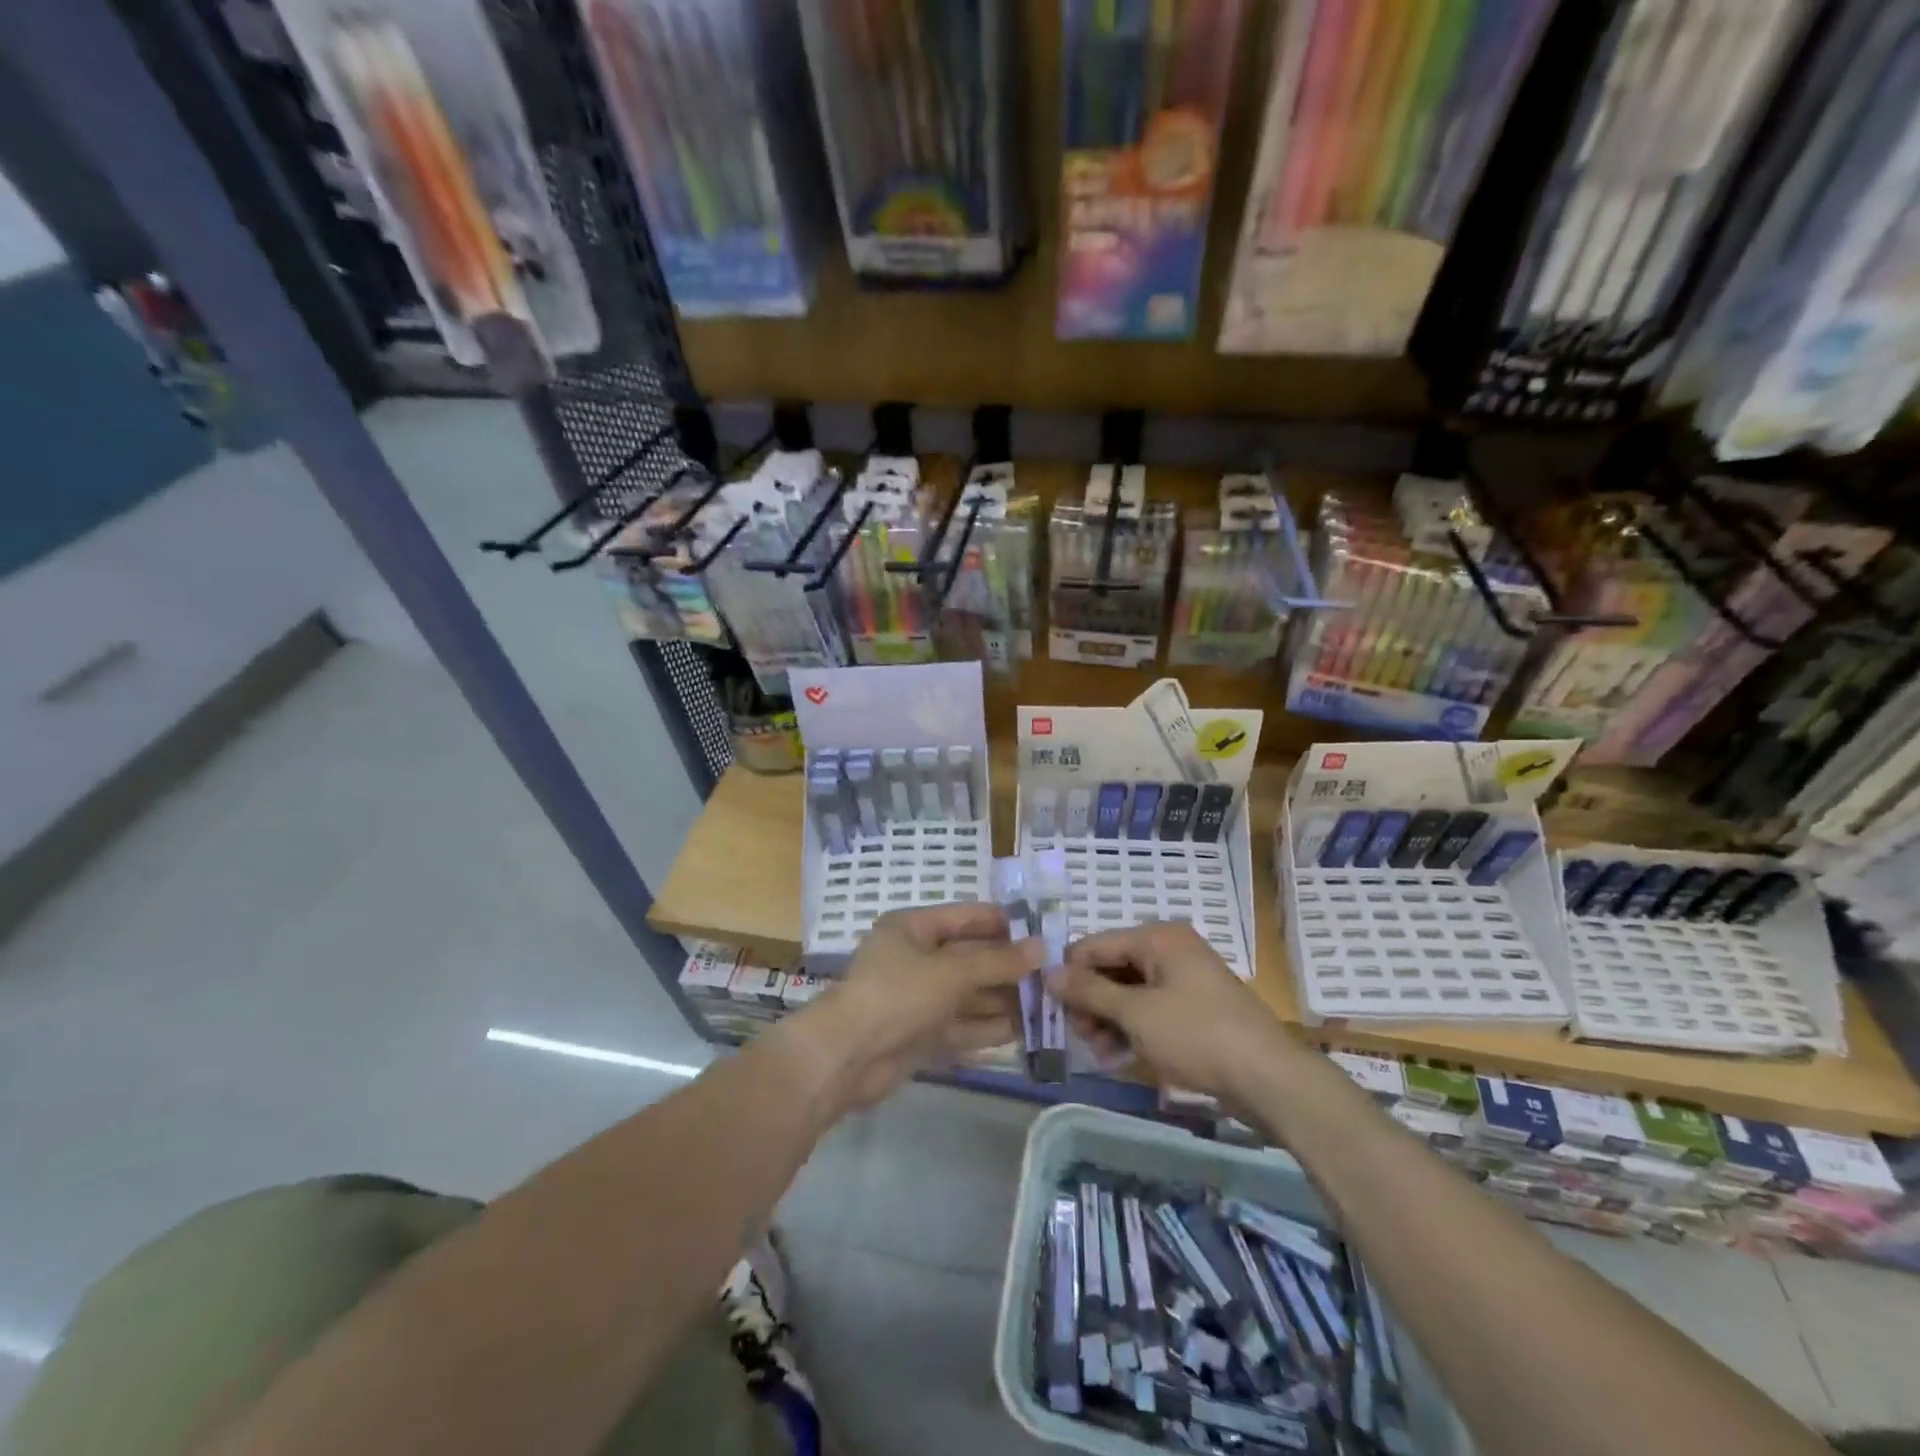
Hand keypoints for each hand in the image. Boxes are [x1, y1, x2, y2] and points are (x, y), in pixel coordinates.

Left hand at [812, 902, 1042, 1108]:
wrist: (846, 1058)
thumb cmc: (897, 995)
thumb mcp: (950, 971)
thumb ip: (996, 961)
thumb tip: (1041, 948)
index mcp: (913, 929)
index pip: (965, 917)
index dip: (1002, 923)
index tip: (1042, 932)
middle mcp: (916, 960)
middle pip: (969, 958)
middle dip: (1007, 967)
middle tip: (1052, 974)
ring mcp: (918, 1000)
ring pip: (969, 995)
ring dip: (1003, 1000)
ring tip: (1046, 1004)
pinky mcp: (921, 1035)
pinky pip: (961, 1026)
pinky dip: (988, 1028)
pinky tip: (1023, 1031)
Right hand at [1052, 921, 1290, 1100]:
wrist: (1268, 1078)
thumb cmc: (1196, 1035)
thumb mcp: (1135, 1013)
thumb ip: (1089, 991)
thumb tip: (1047, 972)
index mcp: (1157, 938)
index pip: (1094, 945)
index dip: (1070, 975)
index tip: (1056, 1011)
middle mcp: (1170, 950)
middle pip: (1111, 967)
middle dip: (1091, 1002)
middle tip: (1082, 1037)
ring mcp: (1184, 980)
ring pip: (1128, 992)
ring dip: (1108, 1020)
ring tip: (1101, 1052)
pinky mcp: (1194, 1009)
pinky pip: (1150, 1010)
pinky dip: (1132, 1029)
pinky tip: (1119, 1056)